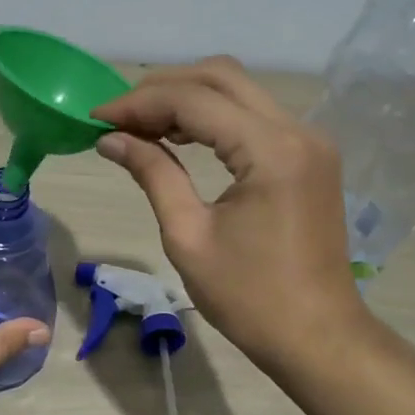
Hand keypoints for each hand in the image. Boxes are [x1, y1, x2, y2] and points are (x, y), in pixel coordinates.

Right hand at [92, 57, 367, 374]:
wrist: (318, 337)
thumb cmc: (249, 298)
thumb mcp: (188, 236)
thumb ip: (153, 174)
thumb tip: (111, 139)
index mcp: (271, 151)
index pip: (194, 101)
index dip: (138, 104)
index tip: (96, 118)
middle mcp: (298, 130)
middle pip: (221, 76)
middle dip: (163, 88)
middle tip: (118, 116)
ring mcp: (309, 141)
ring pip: (239, 91)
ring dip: (187, 98)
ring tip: (140, 126)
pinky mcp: (309, 156)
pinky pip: (254, 117)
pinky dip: (214, 117)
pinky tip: (180, 137)